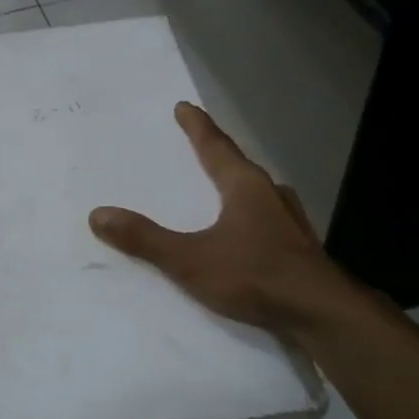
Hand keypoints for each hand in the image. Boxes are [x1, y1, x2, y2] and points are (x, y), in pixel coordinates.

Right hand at [89, 102, 350, 336]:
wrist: (320, 312)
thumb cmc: (255, 275)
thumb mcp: (191, 259)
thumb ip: (146, 239)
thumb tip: (98, 214)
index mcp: (245, 185)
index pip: (215, 146)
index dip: (197, 127)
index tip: (184, 107)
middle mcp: (270, 194)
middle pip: (238, 165)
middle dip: (216, 155)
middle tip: (198, 147)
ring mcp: (289, 220)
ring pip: (256, 192)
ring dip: (235, 186)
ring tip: (219, 189)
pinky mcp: (298, 246)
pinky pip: (265, 218)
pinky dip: (248, 216)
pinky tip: (244, 232)